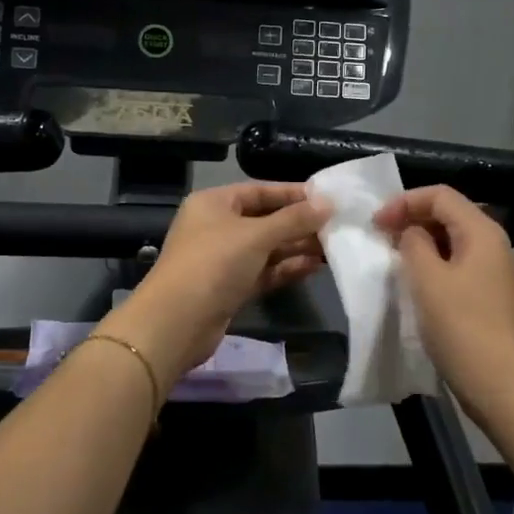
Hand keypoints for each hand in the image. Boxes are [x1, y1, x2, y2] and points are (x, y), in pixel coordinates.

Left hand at [107, 182, 329, 381]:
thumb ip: (293, 219)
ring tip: (333, 247)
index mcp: (214, 203)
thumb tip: (328, 203)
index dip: (293, 194)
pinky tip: (315, 267)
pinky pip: (264, 271)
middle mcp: (217, 227)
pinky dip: (286, 268)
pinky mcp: (230, 287)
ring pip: (267, 248)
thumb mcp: (256, 235)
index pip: (260, 190)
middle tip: (337, 225)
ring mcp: (223, 259)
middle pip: (265, 219)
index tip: (328, 198)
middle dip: (299, 223)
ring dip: (297, 247)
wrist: (176, 323)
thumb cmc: (213, 264)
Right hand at [375, 185, 513, 416]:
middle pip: (448, 213)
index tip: (375, 223)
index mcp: (482, 231)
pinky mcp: (485, 295)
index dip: (404, 201)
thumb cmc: (462, 327)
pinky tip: (411, 281)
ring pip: (450, 240)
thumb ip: (414, 244)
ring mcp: (491, 270)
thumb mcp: (428, 279)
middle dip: (411, 218)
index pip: (440, 195)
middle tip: (379, 237)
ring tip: (391, 257)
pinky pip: (454, 264)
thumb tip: (411, 233)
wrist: (501, 384)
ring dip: (419, 242)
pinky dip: (430, 263)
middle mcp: (491, 243)